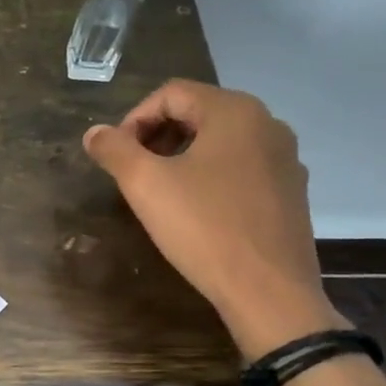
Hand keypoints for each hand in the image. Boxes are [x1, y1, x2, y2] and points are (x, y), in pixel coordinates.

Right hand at [83, 80, 344, 358]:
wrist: (268, 291)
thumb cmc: (203, 227)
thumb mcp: (145, 184)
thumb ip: (114, 150)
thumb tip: (95, 133)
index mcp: (234, 112)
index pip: (171, 94)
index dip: (134, 119)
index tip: (116, 155)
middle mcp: (267, 124)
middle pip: (198, 113)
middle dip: (157, 136)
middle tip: (132, 171)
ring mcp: (285, 159)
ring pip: (220, 141)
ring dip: (182, 156)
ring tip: (159, 191)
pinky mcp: (290, 192)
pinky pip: (241, 167)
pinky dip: (210, 176)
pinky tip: (195, 210)